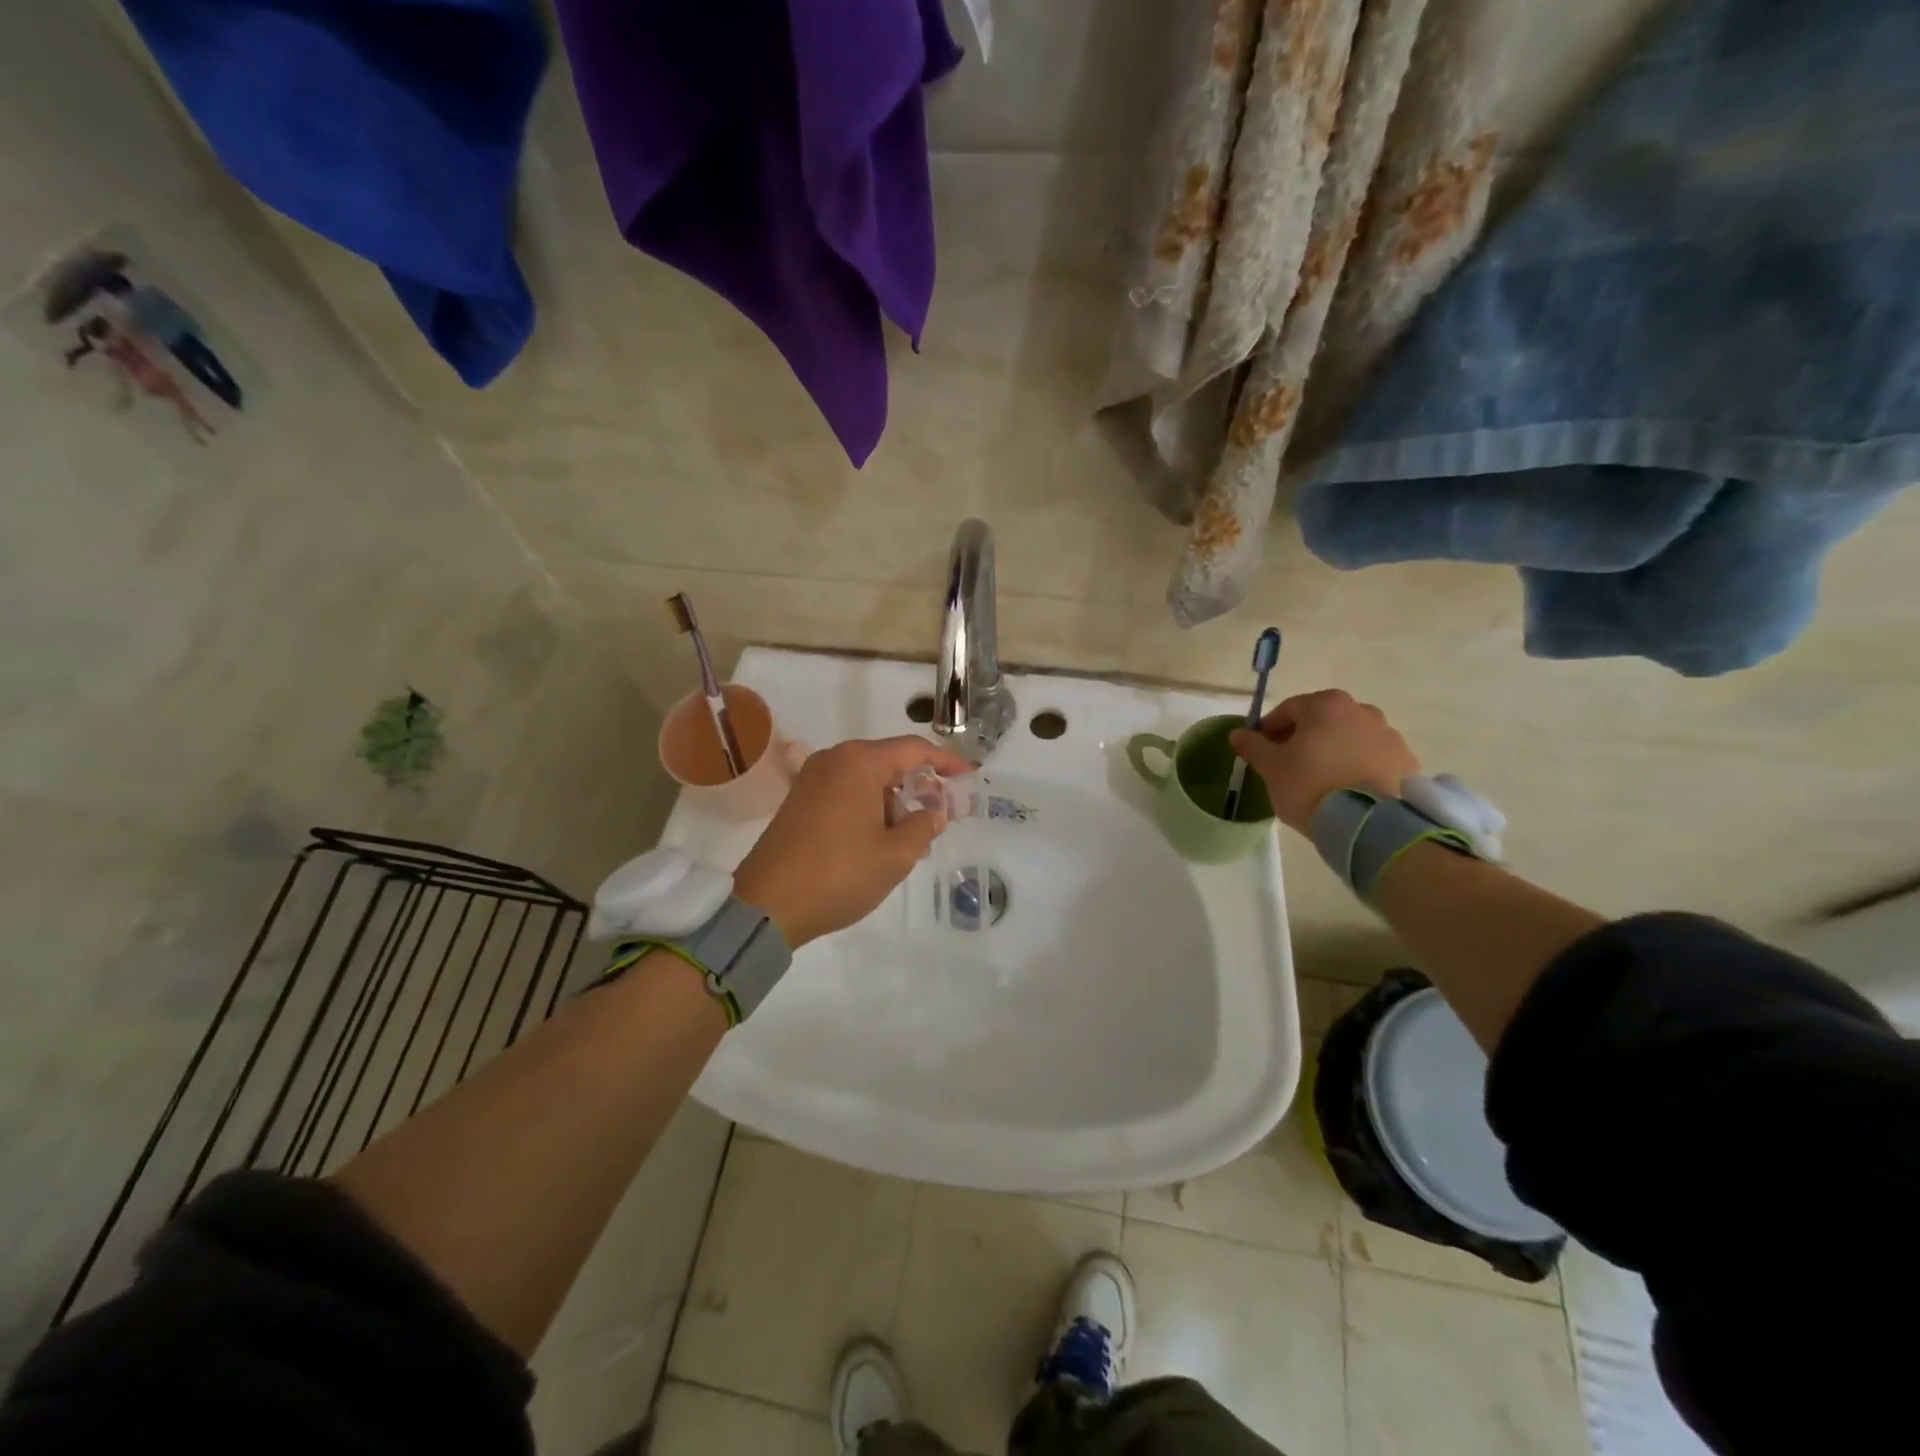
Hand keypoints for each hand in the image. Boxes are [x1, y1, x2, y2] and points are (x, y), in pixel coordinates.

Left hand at [733, 736, 975, 948]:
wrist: (766, 905)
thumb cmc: (838, 874)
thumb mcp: (895, 855)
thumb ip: (923, 826)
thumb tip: (934, 811)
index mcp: (859, 763)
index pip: (914, 750)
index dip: (946, 761)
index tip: (969, 775)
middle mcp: (834, 760)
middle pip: (889, 762)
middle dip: (919, 786)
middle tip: (942, 815)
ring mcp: (811, 779)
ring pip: (867, 779)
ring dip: (894, 802)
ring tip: (913, 839)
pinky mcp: (799, 801)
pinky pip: (846, 792)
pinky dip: (869, 808)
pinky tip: (881, 839)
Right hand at [1229, 689, 1421, 834]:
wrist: (1368, 824)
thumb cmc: (1310, 786)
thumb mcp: (1271, 767)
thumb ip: (1253, 746)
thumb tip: (1238, 734)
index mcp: (1326, 705)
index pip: (1288, 710)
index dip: (1270, 730)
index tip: (1262, 751)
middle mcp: (1362, 711)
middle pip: (1322, 721)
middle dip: (1305, 738)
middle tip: (1290, 766)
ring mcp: (1390, 735)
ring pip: (1350, 738)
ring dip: (1334, 750)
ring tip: (1323, 781)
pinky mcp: (1407, 762)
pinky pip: (1374, 758)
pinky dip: (1359, 766)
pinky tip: (1348, 789)